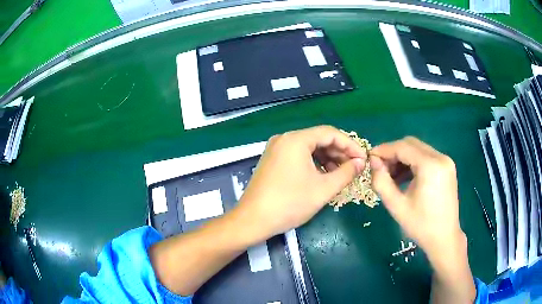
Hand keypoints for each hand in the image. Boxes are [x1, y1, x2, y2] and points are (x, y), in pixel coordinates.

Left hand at [237, 125, 366, 239]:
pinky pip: (298, 156)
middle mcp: (285, 139)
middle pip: (319, 139)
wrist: (253, 220)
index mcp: (296, 140)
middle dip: (339, 152)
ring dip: (327, 158)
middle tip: (354, 167)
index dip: (350, 145)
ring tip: (341, 173)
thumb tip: (361, 163)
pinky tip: (323, 175)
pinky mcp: (273, 160)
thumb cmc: (290, 204)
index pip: (330, 133)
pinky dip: (313, 163)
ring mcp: (276, 149)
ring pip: (309, 148)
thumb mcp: (323, 189)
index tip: (363, 158)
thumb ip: (346, 173)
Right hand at [369, 137, 464, 259]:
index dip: (384, 150)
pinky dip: (413, 163)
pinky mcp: (447, 167)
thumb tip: (373, 162)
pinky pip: (426, 157)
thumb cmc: (421, 225)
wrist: (444, 238)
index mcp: (430, 166)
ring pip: (418, 150)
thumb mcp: (396, 206)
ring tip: (391, 176)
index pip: (402, 147)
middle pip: (411, 144)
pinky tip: (405, 178)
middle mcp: (440, 157)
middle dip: (393, 153)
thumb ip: (381, 181)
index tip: (369, 158)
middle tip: (380, 168)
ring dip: (402, 158)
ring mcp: (446, 161)